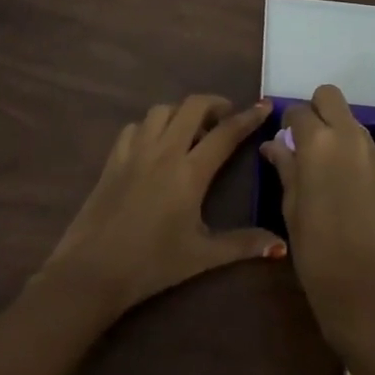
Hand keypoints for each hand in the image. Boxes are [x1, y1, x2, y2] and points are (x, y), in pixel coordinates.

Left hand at [39, 95, 284, 318]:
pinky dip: (151, 126)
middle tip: (226, 119)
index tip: (263, 106)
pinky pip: (136, 127)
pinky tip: (155, 145)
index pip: (226, 133)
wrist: (92, 270)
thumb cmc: (152, 264)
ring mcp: (135, 151)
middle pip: (193, 106)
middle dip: (215, 104)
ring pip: (162, 110)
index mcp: (190, 172)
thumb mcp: (202, 256)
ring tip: (191, 131)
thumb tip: (281, 244)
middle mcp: (164, 151)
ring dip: (182, 113)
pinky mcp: (114, 159)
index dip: (248, 117)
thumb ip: (243, 244)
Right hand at [260, 84, 374, 349]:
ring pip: (351, 120)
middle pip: (330, 97)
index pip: (298, 111)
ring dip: (335, 130)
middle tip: (304, 142)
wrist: (365, 287)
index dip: (287, 124)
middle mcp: (348, 138)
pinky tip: (344, 184)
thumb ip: (285, 167)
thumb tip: (273, 146)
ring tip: (323, 166)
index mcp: (318, 143)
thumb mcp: (290, 206)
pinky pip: (365, 146)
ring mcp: (373, 154)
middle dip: (315, 110)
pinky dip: (351, 152)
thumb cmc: (315, 249)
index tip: (282, 142)